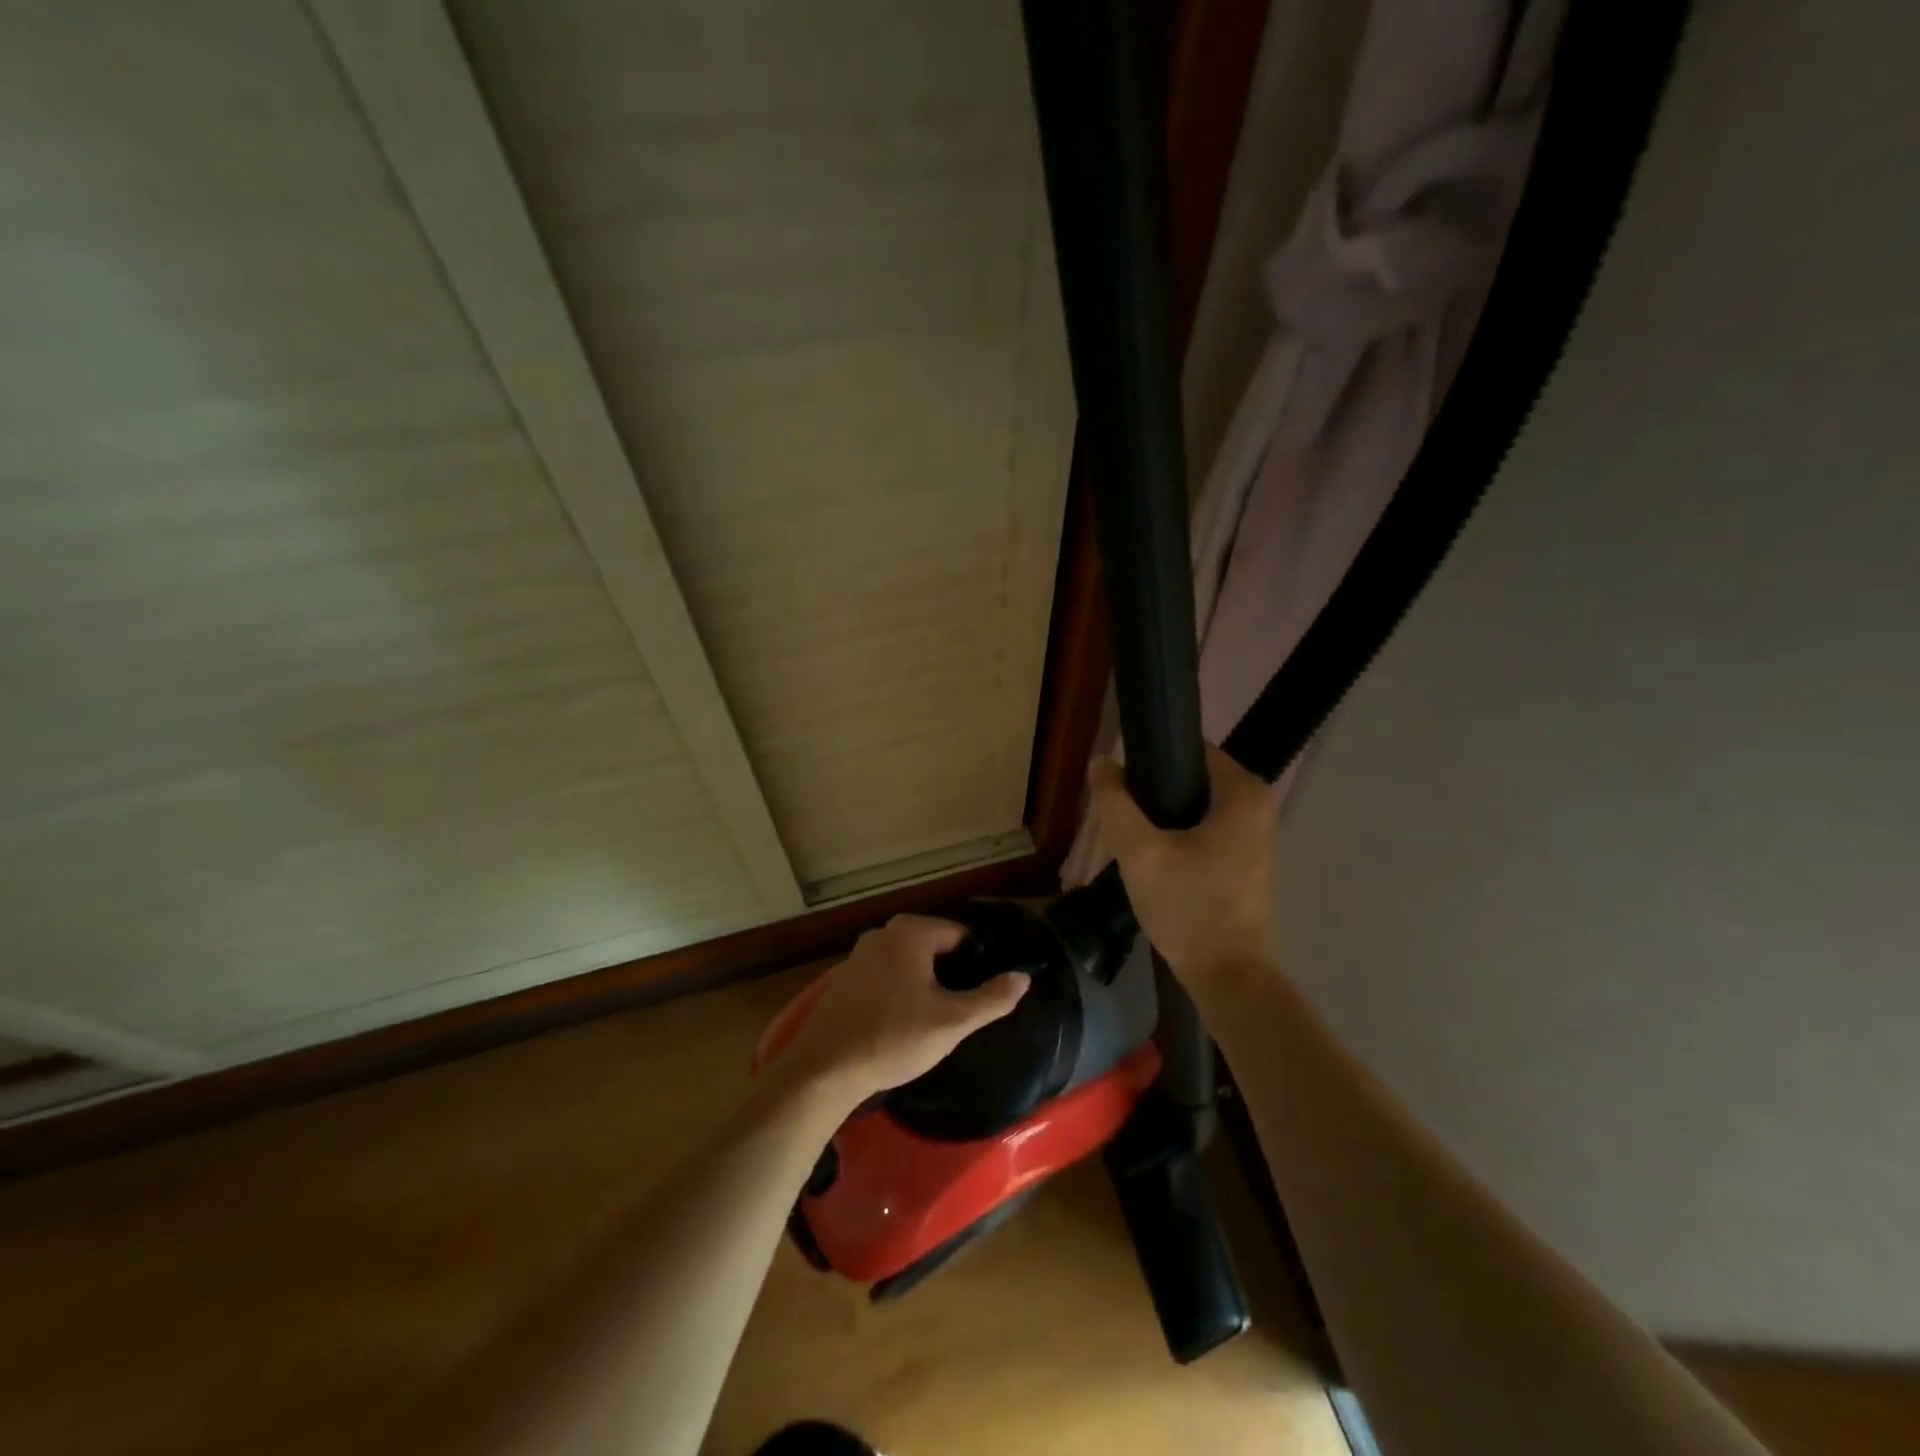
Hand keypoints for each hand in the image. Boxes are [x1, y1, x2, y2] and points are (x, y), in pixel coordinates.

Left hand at [764, 915, 1029, 1108]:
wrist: (825, 1070)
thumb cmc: (893, 1038)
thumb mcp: (952, 1022)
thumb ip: (992, 998)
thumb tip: (1023, 977)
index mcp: (910, 931)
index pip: (961, 936)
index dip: (978, 964)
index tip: (984, 995)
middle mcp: (883, 933)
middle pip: (935, 949)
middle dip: (950, 976)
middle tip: (960, 1013)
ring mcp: (859, 954)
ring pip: (909, 964)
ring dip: (924, 986)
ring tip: (934, 1022)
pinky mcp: (845, 979)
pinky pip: (886, 977)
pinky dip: (899, 993)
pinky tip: (901, 1024)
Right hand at [1087, 744, 1278, 991]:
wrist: (1224, 973)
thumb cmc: (1187, 907)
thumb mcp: (1139, 852)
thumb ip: (1115, 803)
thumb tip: (1101, 762)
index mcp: (1243, 792)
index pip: (1189, 748)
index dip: (1150, 759)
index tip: (1120, 784)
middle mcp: (1257, 803)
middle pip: (1191, 775)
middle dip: (1153, 790)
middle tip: (1121, 814)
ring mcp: (1254, 831)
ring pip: (1195, 802)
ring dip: (1162, 812)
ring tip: (1132, 833)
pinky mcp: (1245, 854)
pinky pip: (1204, 824)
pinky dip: (1178, 830)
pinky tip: (1153, 851)